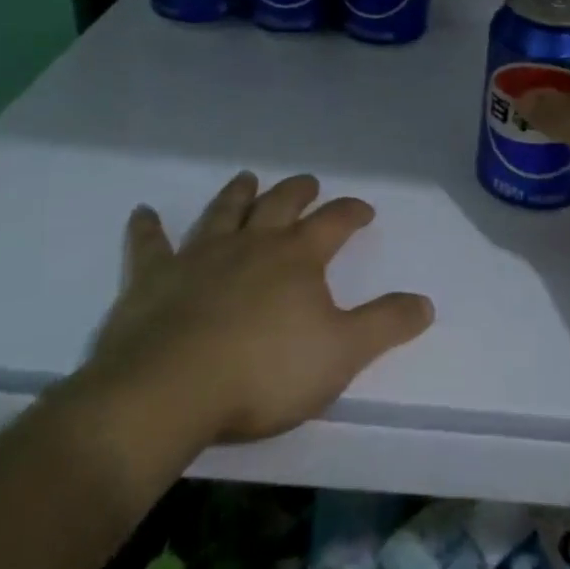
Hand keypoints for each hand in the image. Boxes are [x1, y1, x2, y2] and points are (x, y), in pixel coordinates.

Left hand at [66, 174, 432, 496]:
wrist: (170, 391)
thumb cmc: (265, 372)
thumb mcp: (342, 353)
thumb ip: (386, 325)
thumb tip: (426, 302)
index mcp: (297, 257)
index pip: (334, 222)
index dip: (352, 212)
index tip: (365, 210)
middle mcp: (251, 244)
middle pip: (280, 205)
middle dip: (299, 191)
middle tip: (308, 182)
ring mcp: (199, 256)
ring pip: (224, 212)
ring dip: (238, 193)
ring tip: (247, 178)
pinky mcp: (153, 279)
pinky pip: (150, 245)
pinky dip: (147, 227)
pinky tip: (143, 213)